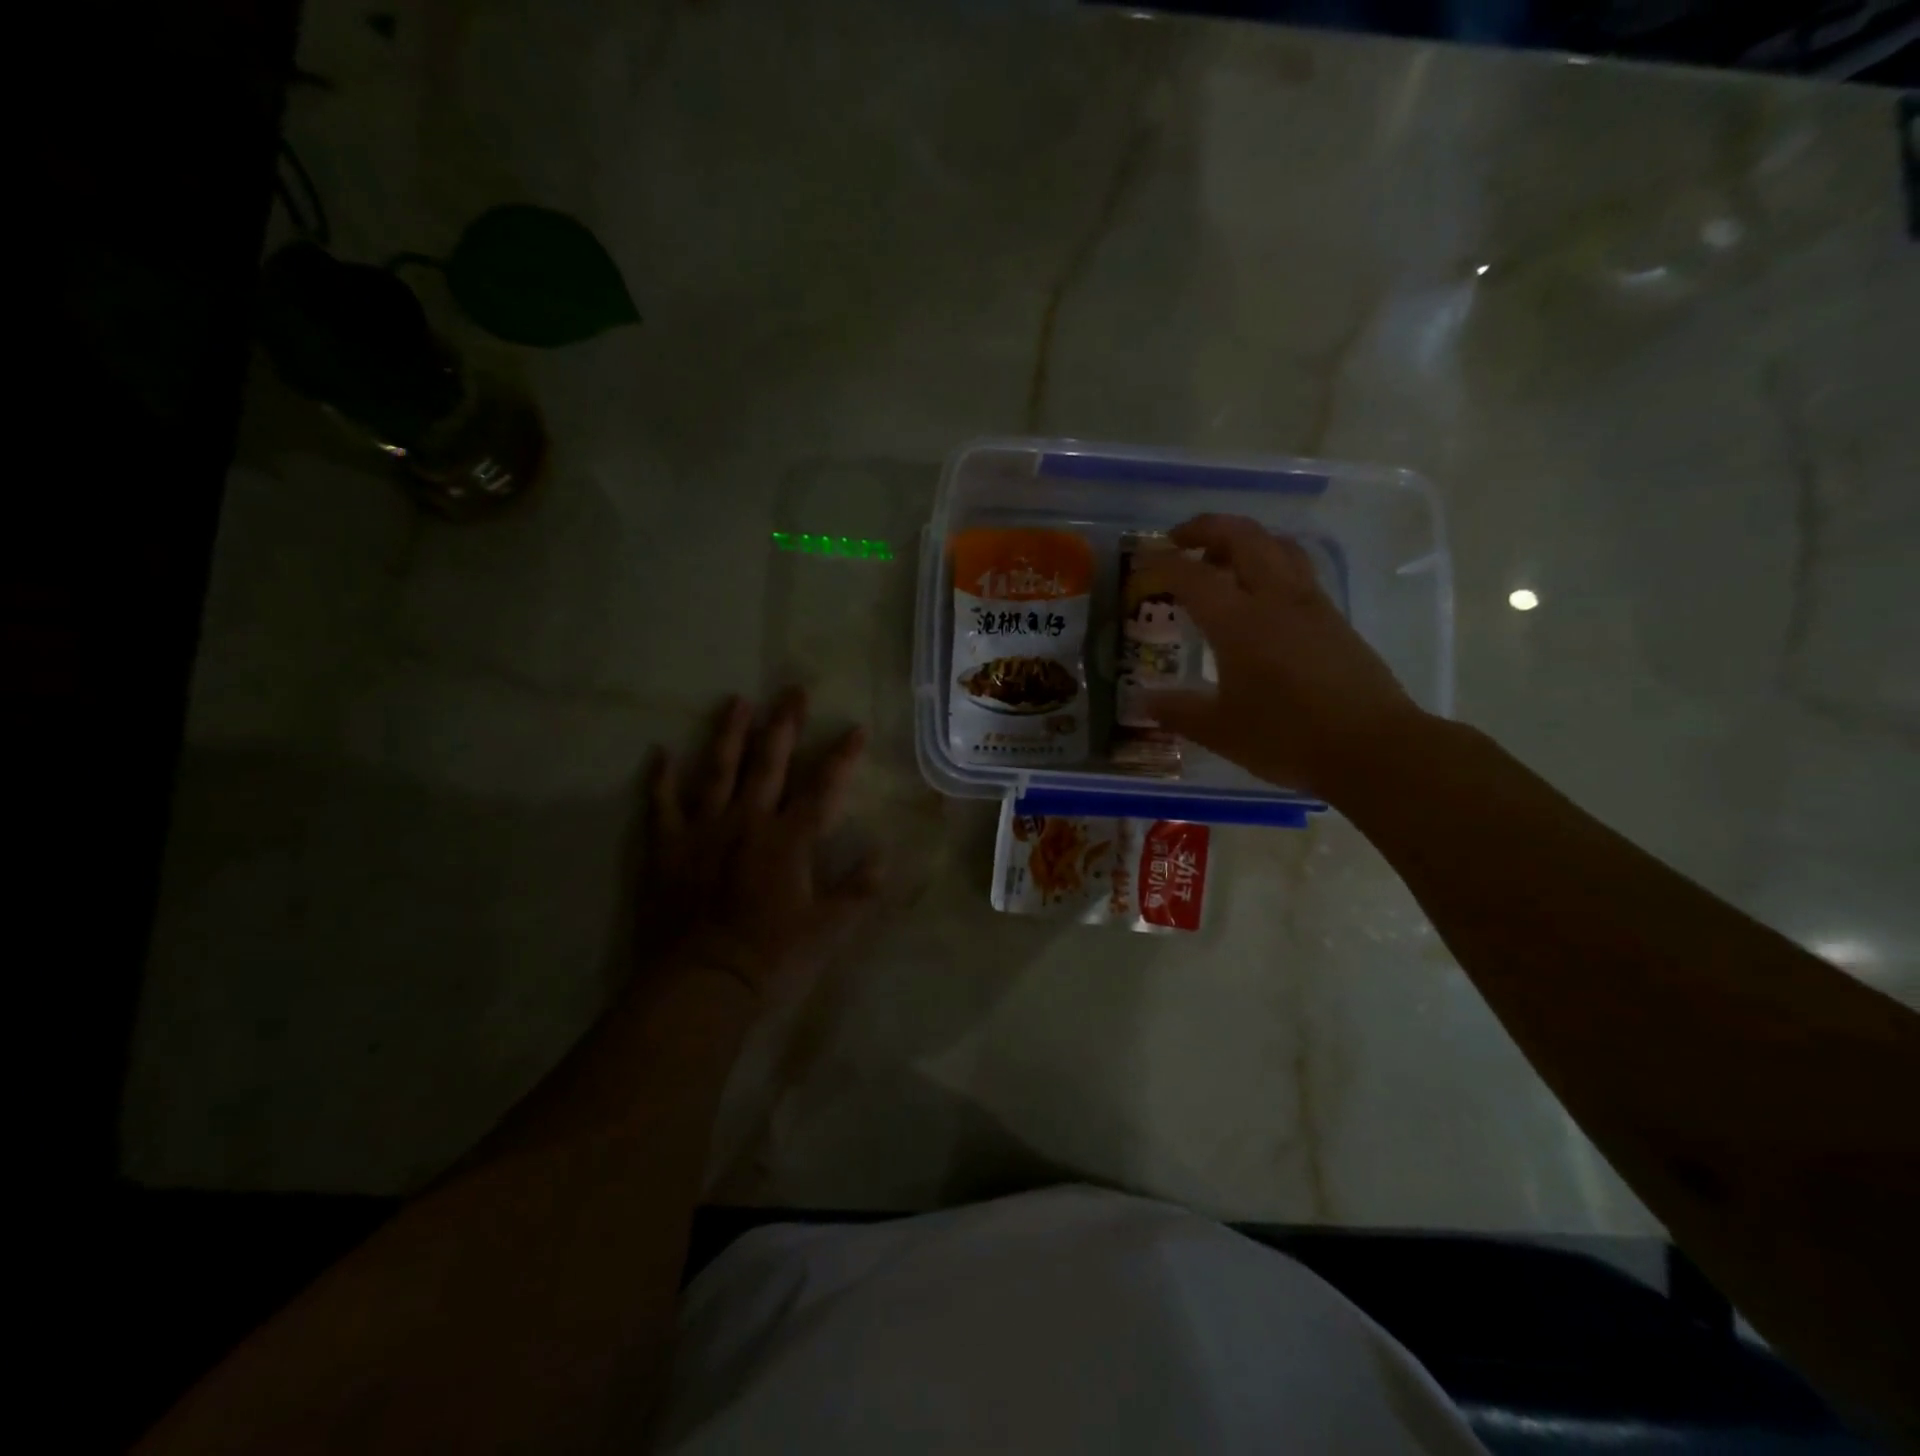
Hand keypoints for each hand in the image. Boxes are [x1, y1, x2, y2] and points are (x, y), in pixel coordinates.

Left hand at [639, 689, 875, 1006]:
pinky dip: (660, 778)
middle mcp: (748, 821)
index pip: (823, 787)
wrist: (703, 982)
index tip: (855, 727)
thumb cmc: (771, 956)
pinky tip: (659, 752)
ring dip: (729, 733)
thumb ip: (857, 890)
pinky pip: (661, 804)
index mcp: (789, 839)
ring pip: (718, 770)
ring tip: (737, 700)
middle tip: (793, 690)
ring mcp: (704, 829)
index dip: (841, 756)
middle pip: (769, 763)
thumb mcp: (828, 929)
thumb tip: (884, 856)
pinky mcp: (668, 846)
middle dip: (785, 725)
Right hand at [1136, 514, 1423, 799]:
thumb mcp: (1221, 731)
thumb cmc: (1288, 738)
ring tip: (1219, 561)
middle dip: (1206, 528)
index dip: (1161, 565)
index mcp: (1240, 623)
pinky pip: (1296, 569)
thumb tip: (1143, 702)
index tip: (1141, 567)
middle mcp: (1275, 599)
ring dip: (1243, 539)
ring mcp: (1310, 605)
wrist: (1373, 748)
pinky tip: (1259, 596)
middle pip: (1243, 536)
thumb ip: (1179, 711)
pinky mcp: (1333, 618)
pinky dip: (1269, 562)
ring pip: (1276, 546)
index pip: (1192, 576)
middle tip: (1178, 541)